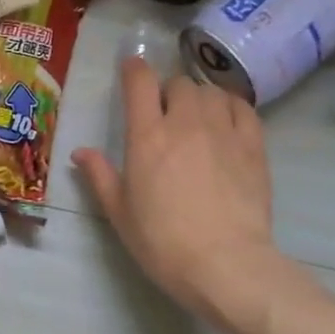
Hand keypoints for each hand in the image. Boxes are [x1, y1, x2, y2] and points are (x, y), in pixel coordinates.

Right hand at [73, 58, 286, 333]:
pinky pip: (243, 108)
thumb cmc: (162, 241)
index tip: (131, 69)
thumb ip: (100, 176)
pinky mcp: (253, 146)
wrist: (225, 264)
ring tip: (197, 117)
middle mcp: (184, 122)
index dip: (133, 69)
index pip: (140, 82)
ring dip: (200, 98)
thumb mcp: (120, 213)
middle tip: (165, 114)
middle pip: (179, 83)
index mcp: (147, 136)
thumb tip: (81, 152)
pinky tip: (227, 121)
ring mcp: (223, 131)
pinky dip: (231, 106)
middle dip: (169, 92)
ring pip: (211, 92)